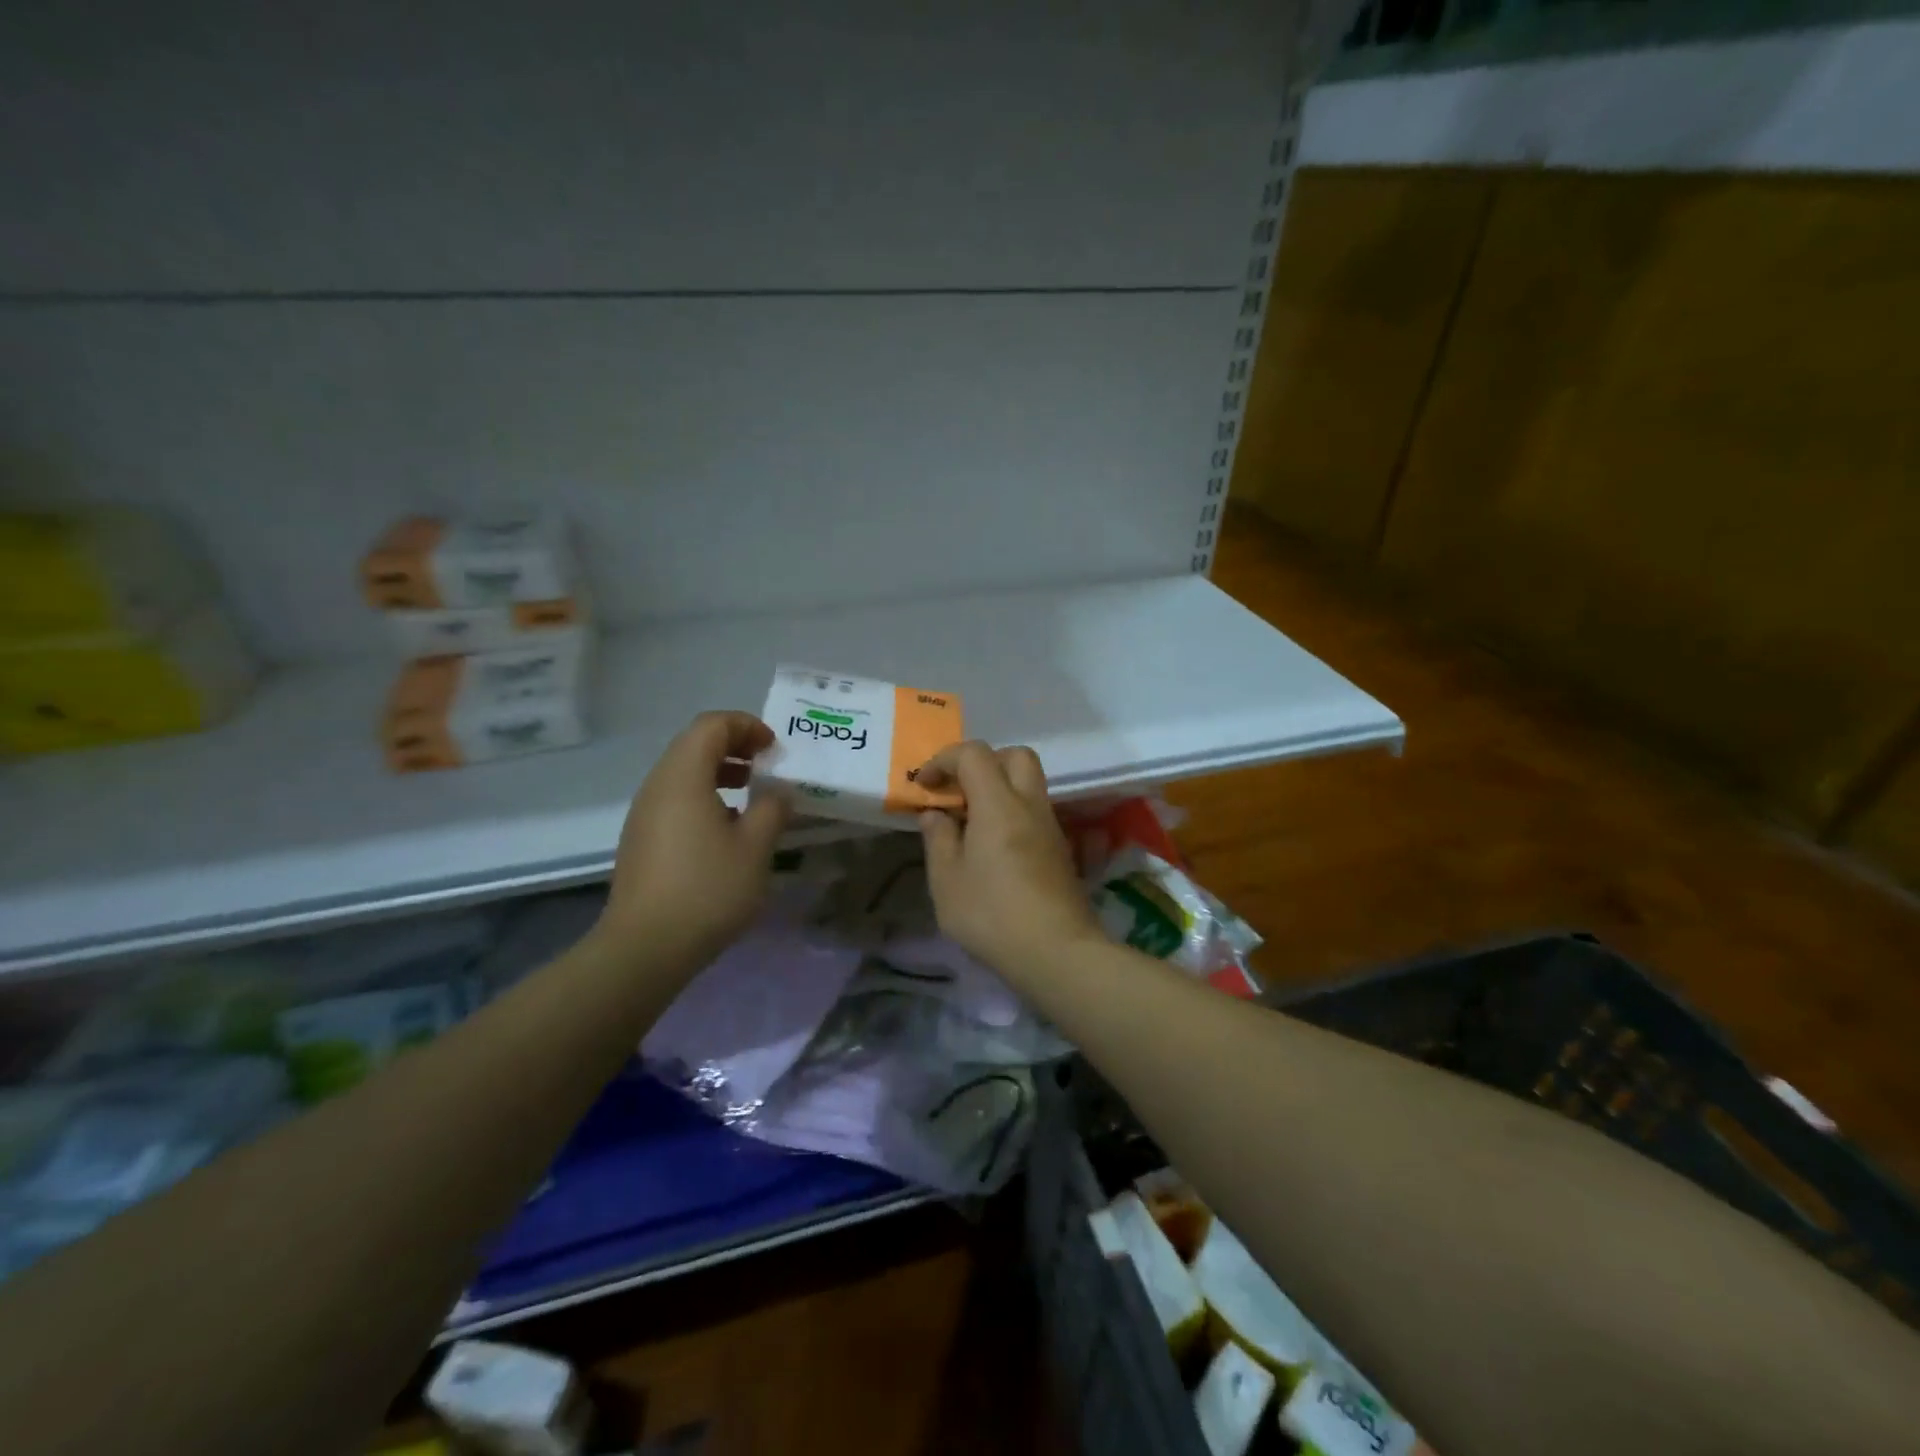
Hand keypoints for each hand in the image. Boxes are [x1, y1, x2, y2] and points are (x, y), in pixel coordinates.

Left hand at [596, 712, 791, 973]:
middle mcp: (657, 785)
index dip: (747, 726)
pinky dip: (704, 796)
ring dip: (719, 772)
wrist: (645, 947)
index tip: (774, 749)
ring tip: (750, 795)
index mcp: (683, 777)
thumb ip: (772, 809)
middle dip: (734, 746)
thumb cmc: (707, 889)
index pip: (712, 725)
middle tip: (766, 766)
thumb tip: (777, 792)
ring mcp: (644, 813)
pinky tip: (726, 830)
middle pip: (694, 743)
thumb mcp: (755, 847)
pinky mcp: (641, 839)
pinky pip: (675, 799)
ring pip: (683, 772)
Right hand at [916, 742, 1101, 980]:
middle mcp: (1029, 804)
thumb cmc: (992, 914)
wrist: (1057, 951)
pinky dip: (1012, 812)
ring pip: (1029, 783)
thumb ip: (938, 839)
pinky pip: (1034, 811)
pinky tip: (993, 847)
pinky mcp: (1059, 849)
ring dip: (999, 788)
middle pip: (1015, 756)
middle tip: (958, 791)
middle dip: (982, 762)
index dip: (944, 760)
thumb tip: (936, 813)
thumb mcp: (947, 881)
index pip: (974, 754)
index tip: (925, 785)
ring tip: (970, 822)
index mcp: (998, 804)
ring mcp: (1050, 826)